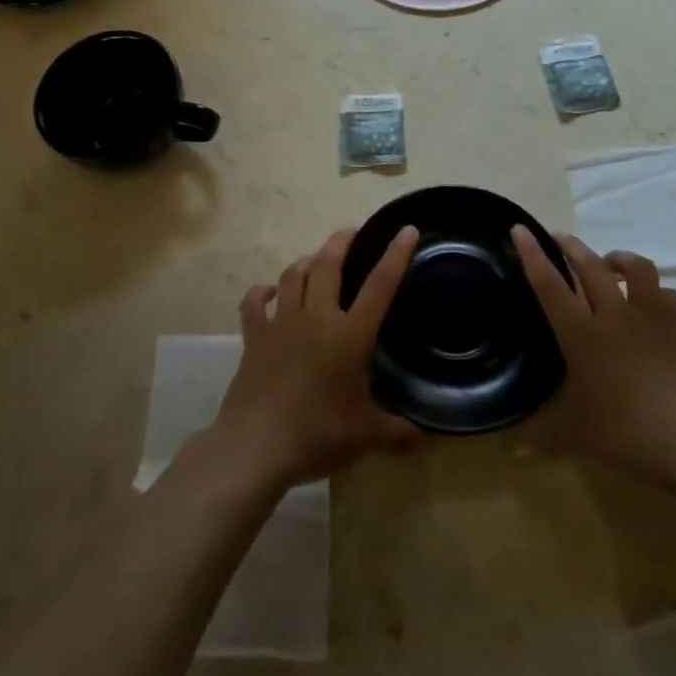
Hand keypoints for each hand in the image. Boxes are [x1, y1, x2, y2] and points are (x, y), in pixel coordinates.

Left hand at [210, 226, 423, 489]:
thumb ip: (395, 432)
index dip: (395, 255)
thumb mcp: (364, 436)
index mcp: (349, 335)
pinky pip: (254, 302)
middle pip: (328, 265)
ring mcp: (282, 323)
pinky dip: (262, 291)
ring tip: (316, 259)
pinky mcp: (254, 336)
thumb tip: (421, 439)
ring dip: (306, 261)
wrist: (256, 446)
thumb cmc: (317, 435)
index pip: (380, 286)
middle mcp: (316, 317)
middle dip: (341, 243)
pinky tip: (269, 291)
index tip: (406, 229)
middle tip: (351, 233)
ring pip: (293, 275)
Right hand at [513, 227, 675, 491]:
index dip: (533, 255)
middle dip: (571, 247)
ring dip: (617, 258)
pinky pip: (666, 294)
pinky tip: (650, 301)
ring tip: (608, 263)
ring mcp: (653, 318)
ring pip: (635, 268)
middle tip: (558, 238)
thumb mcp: (580, 439)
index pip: (550, 285)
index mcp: (583, 336)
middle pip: (590, 266)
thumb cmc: (633, 437)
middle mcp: (615, 316)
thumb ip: (544, 439)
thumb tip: (513, 451)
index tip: (520, 229)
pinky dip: (654, 290)